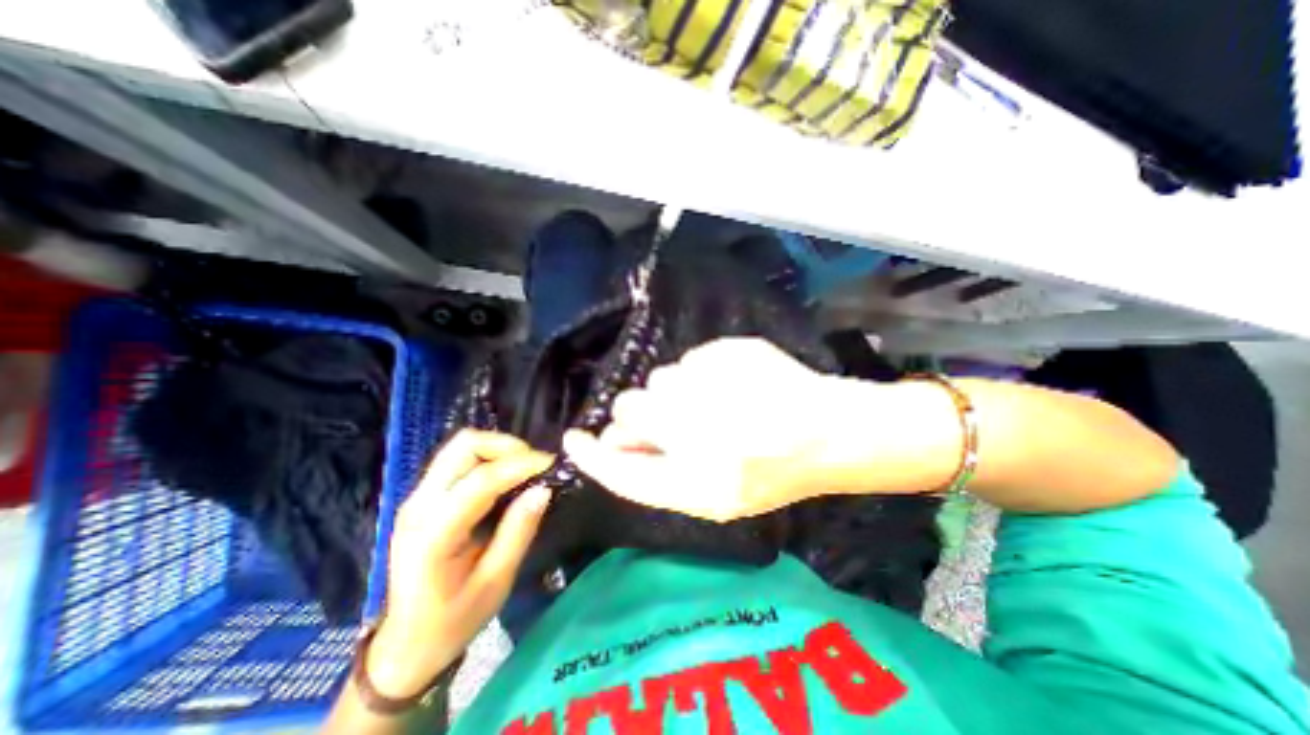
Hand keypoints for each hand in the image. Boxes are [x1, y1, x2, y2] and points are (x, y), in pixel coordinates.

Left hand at [367, 430, 550, 699]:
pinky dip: (488, 458)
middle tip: (536, 464)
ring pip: (460, 447)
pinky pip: (458, 460)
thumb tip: (544, 488)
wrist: (405, 645)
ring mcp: (417, 498)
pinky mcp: (423, 497)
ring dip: (498, 449)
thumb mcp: (496, 581)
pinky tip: (507, 476)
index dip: (519, 465)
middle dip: (506, 446)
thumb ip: (519, 530)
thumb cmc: (453, 620)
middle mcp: (419, 506)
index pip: (480, 481)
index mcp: (433, 534)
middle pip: (464, 446)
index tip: (552, 464)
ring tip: (525, 467)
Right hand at [562, 338, 861, 523]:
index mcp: (701, 483)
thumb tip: (613, 443)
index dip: (593, 456)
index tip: (574, 439)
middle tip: (668, 419)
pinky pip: (689, 360)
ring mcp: (716, 385)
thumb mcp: (712, 494)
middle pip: (630, 408)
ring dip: (673, 393)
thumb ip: (656, 473)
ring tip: (711, 404)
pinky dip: (700, 374)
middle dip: (639, 413)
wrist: (827, 432)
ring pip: (659, 379)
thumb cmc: (770, 473)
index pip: (624, 472)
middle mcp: (700, 431)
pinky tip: (732, 387)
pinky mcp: (730, 350)